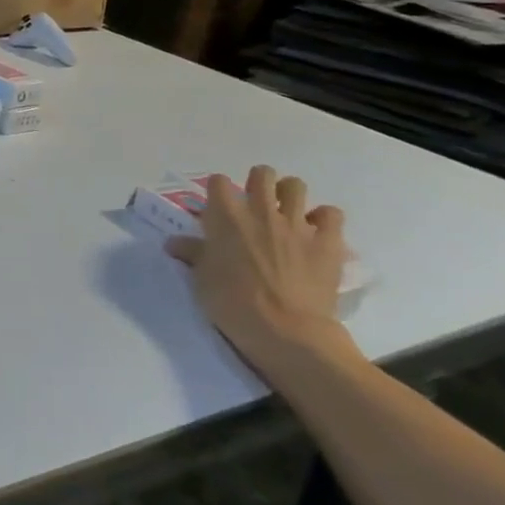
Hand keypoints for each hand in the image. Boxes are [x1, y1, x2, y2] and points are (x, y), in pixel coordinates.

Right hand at [166, 166, 358, 378]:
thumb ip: (193, 254)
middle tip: (254, 203)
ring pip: (296, 186)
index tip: (217, 206)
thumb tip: (174, 243)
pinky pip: (331, 214)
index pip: (218, 182)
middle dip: (258, 183)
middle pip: (262, 175)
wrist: (285, 330)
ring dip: (289, 195)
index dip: (217, 191)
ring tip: (286, 213)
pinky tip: (316, 232)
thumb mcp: (201, 279)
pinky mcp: (327, 242)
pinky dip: (323, 219)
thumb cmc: (232, 302)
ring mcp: (297, 225)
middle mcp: (261, 212)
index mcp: (226, 217)